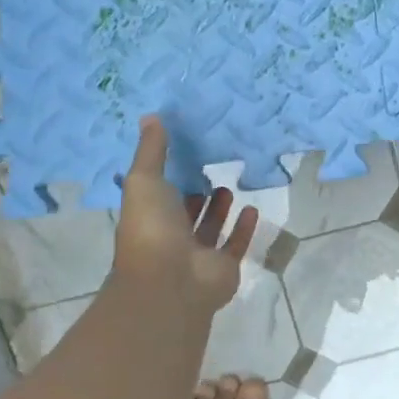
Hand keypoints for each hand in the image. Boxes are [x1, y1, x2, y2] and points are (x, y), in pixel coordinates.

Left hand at [111, 116, 256, 312]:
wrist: (170, 281)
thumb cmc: (152, 228)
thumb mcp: (145, 180)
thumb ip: (152, 150)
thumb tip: (150, 116)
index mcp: (149, 217)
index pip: (159, 195)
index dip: (170, 177)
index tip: (185, 153)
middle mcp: (171, 237)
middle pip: (185, 213)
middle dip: (196, 193)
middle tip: (212, 168)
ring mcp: (198, 255)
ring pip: (210, 229)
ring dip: (219, 209)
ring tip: (230, 186)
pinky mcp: (223, 267)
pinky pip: (235, 245)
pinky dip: (244, 228)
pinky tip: (253, 208)